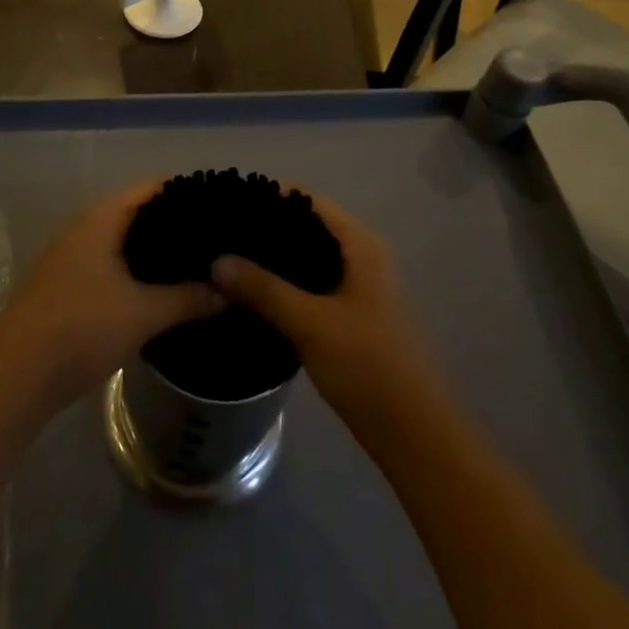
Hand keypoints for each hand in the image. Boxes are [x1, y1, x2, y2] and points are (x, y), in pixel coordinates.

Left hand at [0, 183, 224, 411]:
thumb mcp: (144, 313)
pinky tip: (160, 290)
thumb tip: (229, 291)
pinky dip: (136, 269)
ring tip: (197, 265)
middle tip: (216, 241)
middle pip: (139, 211)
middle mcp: (85, 225)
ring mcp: (71, 254)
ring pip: (124, 240)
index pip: (154, 187)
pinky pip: (111, 262)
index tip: (223, 207)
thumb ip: (189, 298)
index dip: (189, 192)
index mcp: (102, 216)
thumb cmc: (81, 328)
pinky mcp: (66, 282)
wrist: (14, 375)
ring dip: (155, 251)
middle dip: (176, 225)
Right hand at [210, 196, 436, 430]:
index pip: (308, 200)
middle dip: (267, 227)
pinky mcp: (347, 314)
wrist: (412, 432)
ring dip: (273, 258)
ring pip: (306, 257)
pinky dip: (283, 282)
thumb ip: (264, 289)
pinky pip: (309, 284)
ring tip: (227, 257)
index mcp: (360, 245)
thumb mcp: (310, 323)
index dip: (270, 196)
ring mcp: (355, 286)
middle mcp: (360, 256)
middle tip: (220, 231)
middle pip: (306, 226)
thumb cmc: (368, 366)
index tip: (229, 201)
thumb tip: (217, 260)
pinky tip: (251, 292)